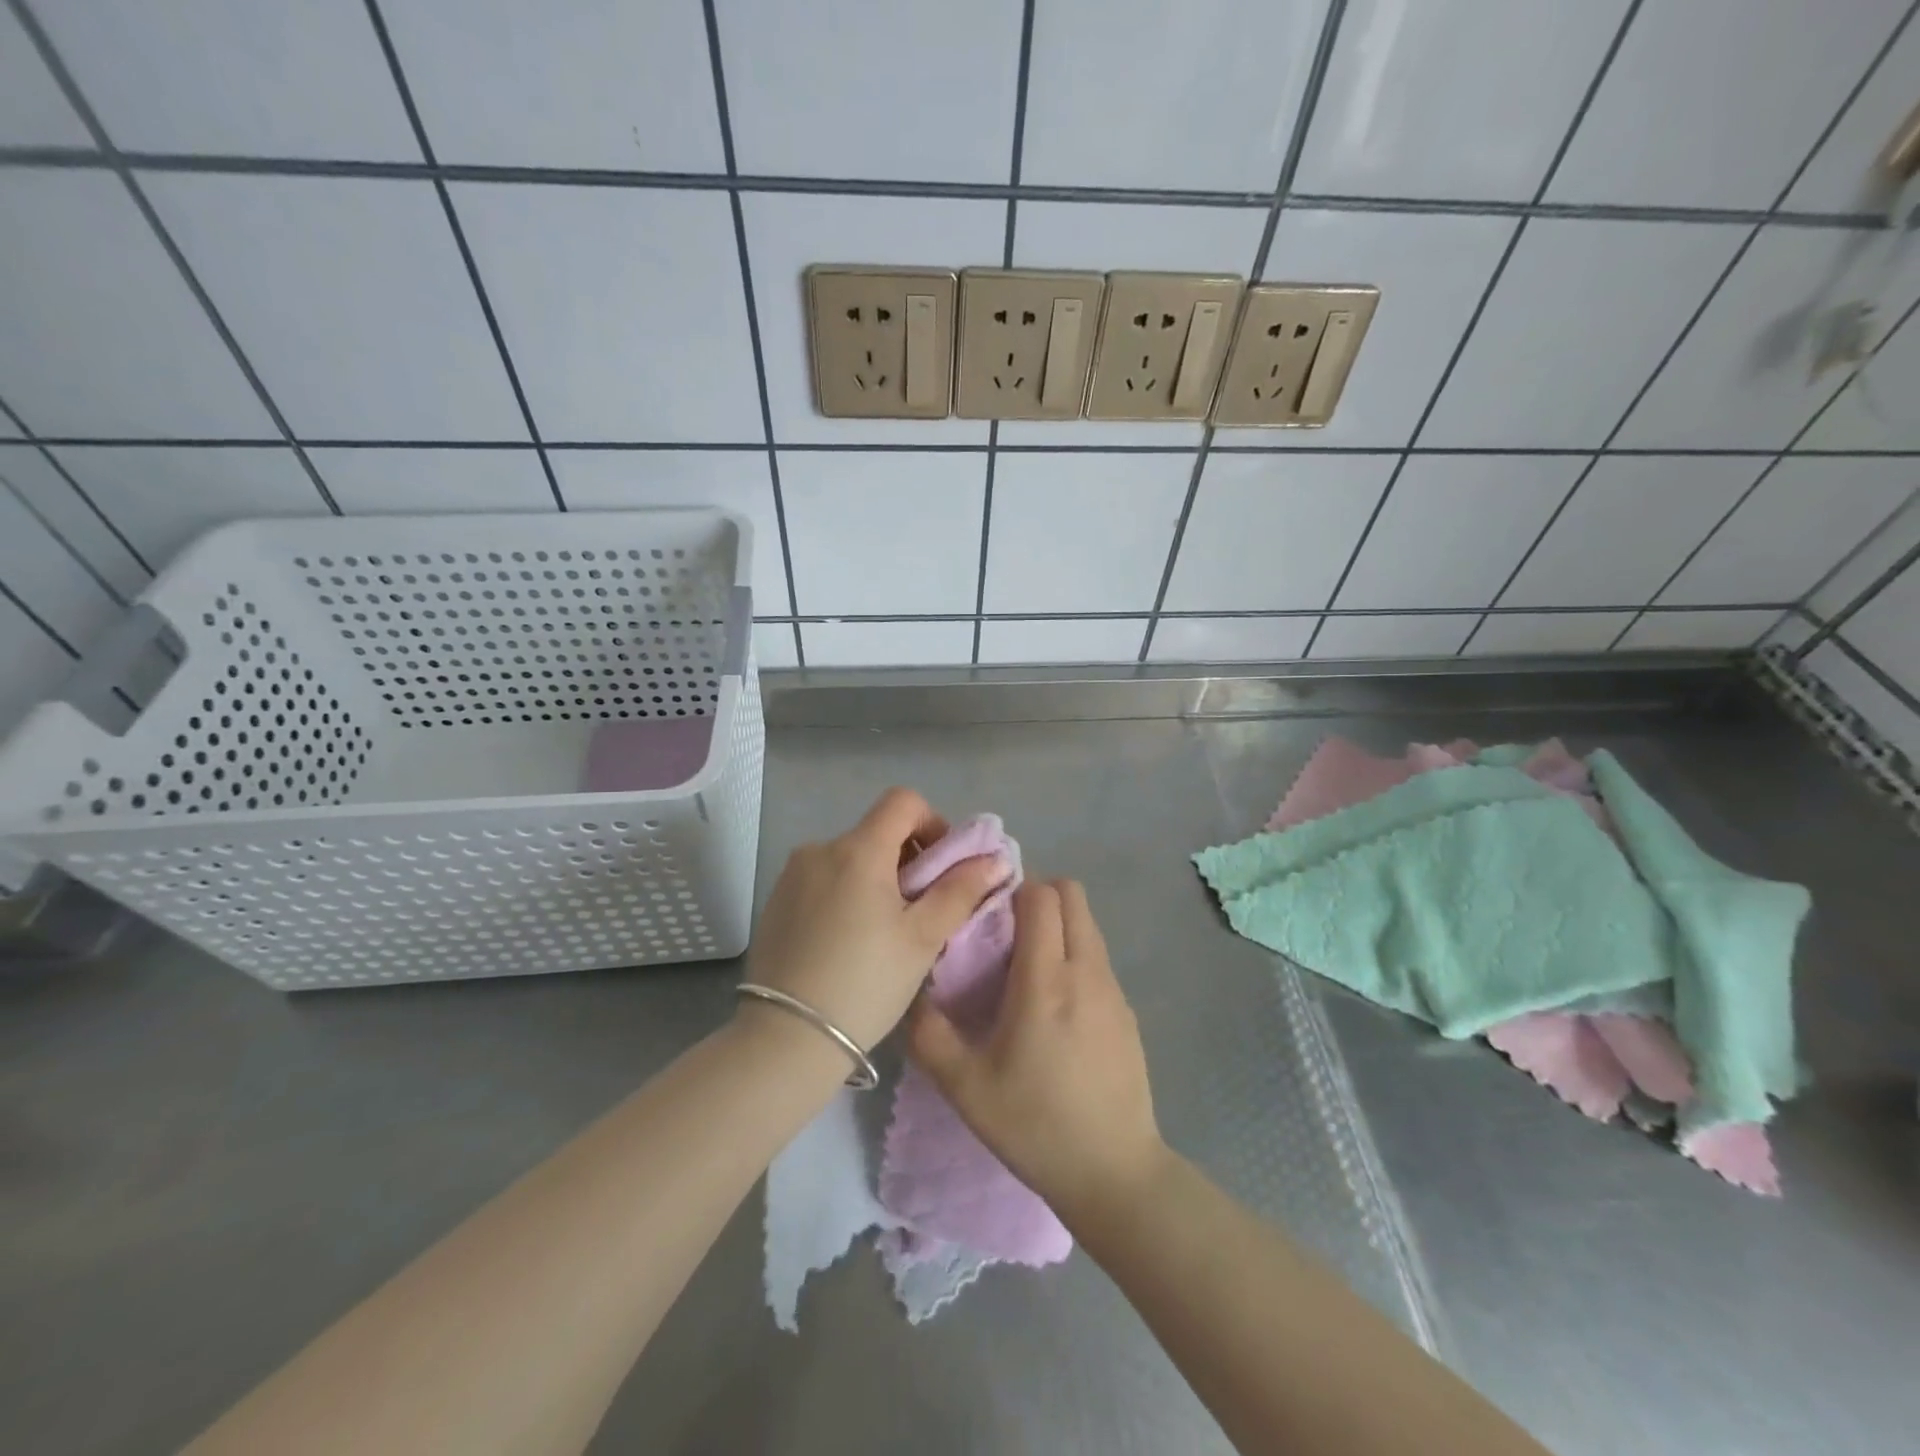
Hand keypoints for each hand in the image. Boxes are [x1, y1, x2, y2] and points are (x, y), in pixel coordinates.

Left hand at [741, 788, 1008, 1052]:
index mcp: (858, 849)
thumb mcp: (923, 938)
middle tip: (920, 910)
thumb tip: (994, 858)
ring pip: (849, 858)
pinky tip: (848, 942)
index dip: (932, 823)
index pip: (903, 801)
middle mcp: (820, 849)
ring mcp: (792, 875)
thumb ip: (961, 890)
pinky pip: (823, 880)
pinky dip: (845, 894)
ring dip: (875, 878)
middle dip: (907, 859)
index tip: (941, 867)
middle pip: (876, 831)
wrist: (785, 1038)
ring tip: (883, 932)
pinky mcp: (775, 901)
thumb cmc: (866, 983)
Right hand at [908, 879, 1165, 1223]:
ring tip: (1026, 965)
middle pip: (1072, 895)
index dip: (1013, 889)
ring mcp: (1114, 989)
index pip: (1041, 896)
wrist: (1114, 1174)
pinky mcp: (1128, 1011)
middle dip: (1038, 895)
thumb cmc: (1035, 1125)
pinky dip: (1075, 954)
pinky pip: (1098, 957)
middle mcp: (1087, 970)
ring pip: (1088, 925)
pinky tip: (1056, 1005)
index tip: (986, 910)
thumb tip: (913, 992)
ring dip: (1058, 924)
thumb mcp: (965, 1087)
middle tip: (1005, 929)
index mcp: (1046, 979)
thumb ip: (929, 1034)